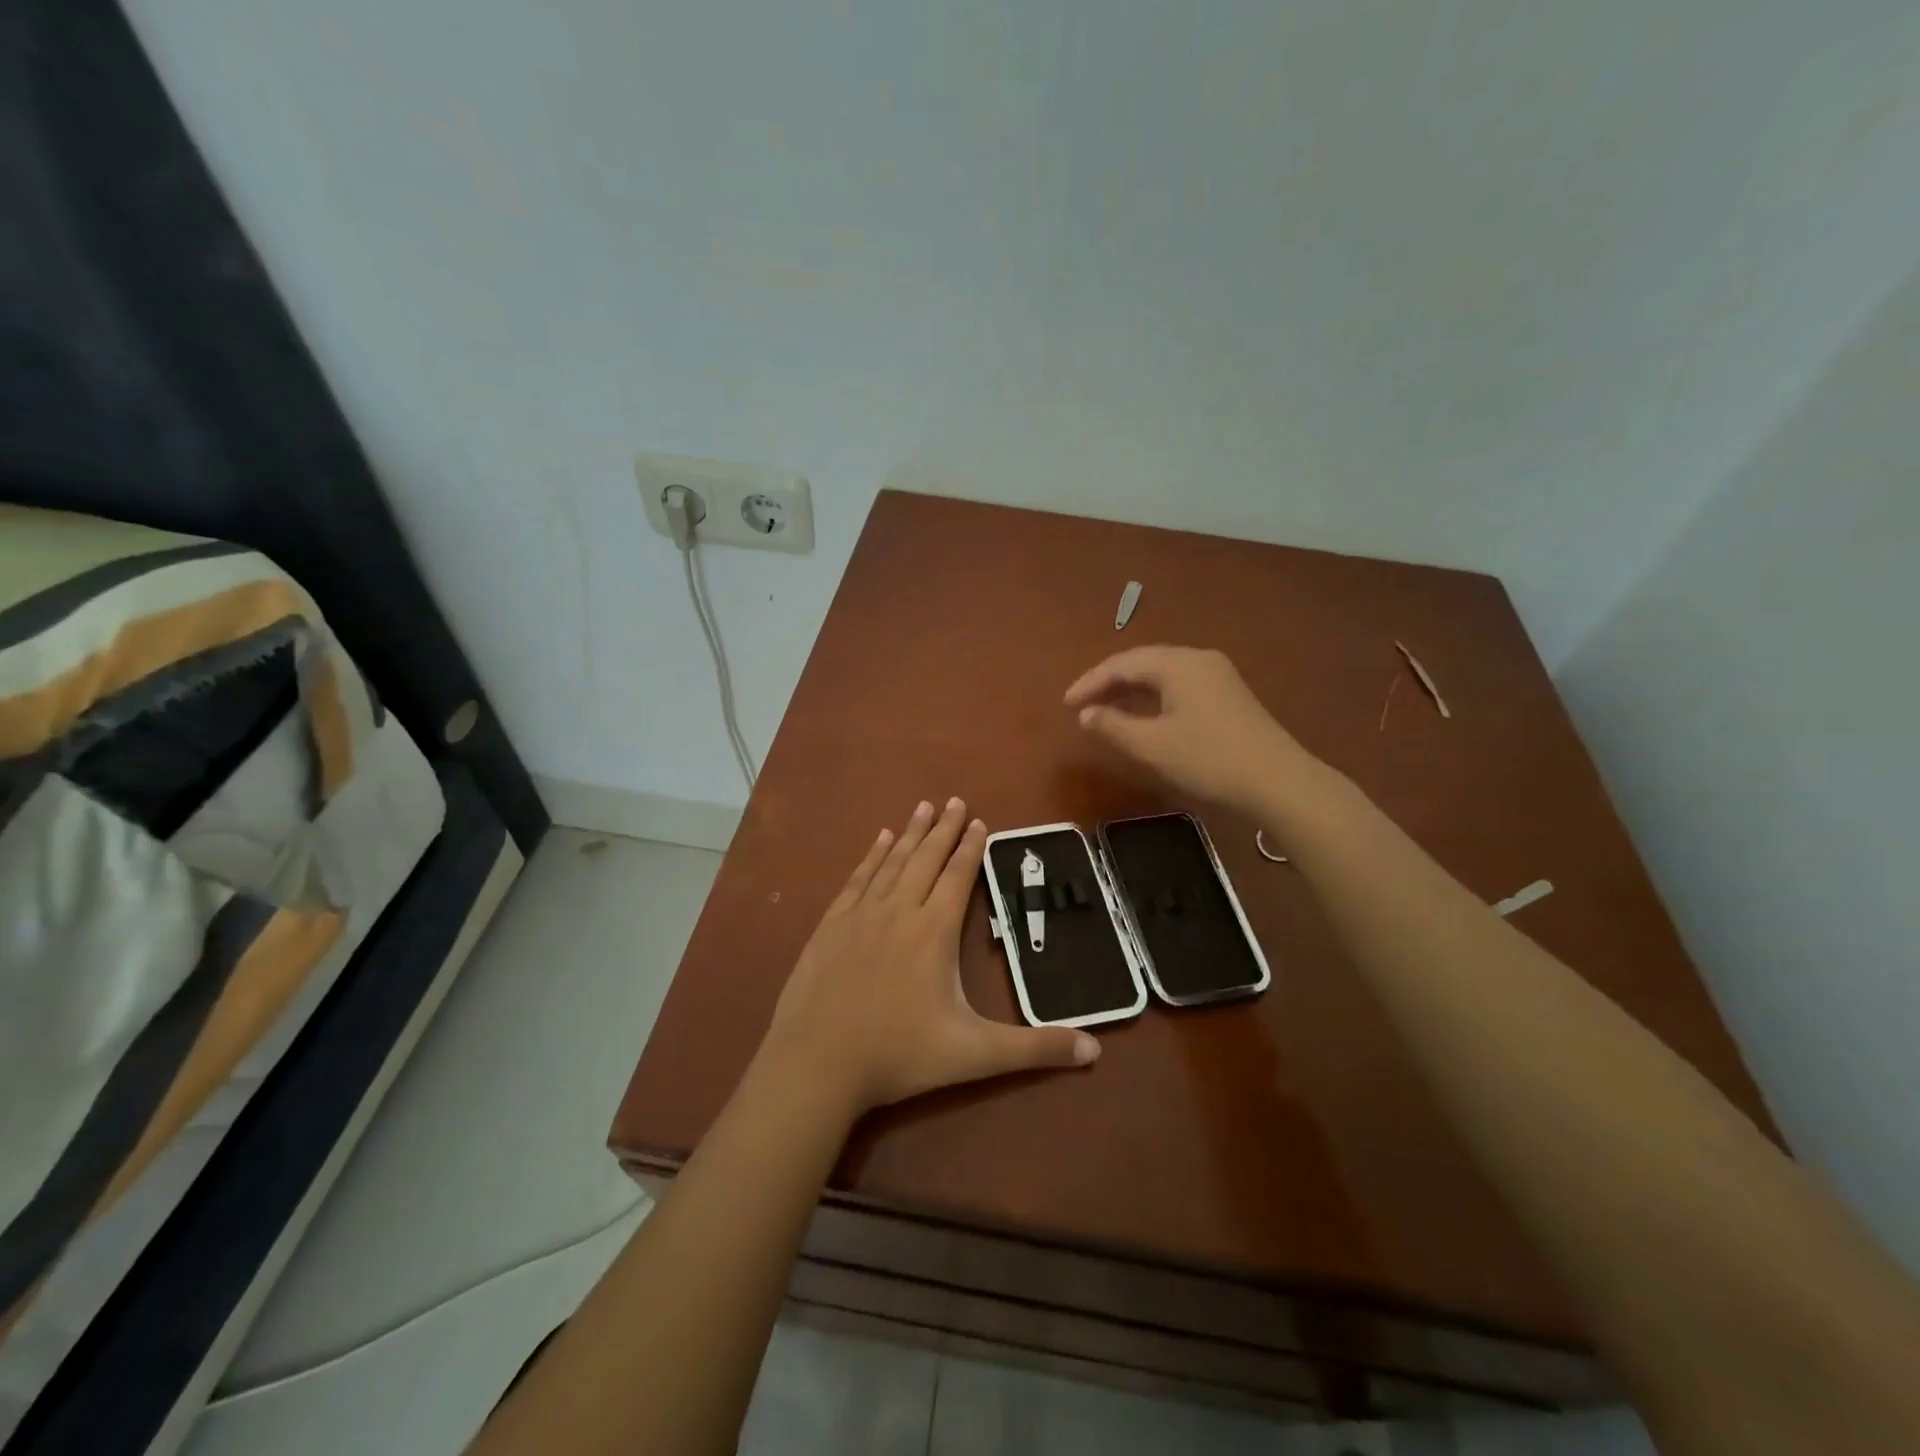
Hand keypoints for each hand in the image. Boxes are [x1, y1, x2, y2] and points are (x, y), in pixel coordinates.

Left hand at [762, 797, 1098, 1121]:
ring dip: (910, 833)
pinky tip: (879, 840)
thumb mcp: (974, 1056)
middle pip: (926, 859)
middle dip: (943, 829)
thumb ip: (1034, 1049)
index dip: (970, 848)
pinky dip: (872, 856)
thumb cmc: (899, 1055)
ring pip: (892, 862)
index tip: (978, 821)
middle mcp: (899, 911)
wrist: (816, 1063)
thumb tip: (1095, 1050)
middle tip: (954, 800)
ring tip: (922, 807)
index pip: (958, 877)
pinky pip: (857, 878)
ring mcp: (861, 915)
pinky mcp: (831, 925)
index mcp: (934, 931)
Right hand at [1063, 646, 1313, 812]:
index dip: (1090, 682)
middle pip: (1143, 662)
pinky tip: (1144, 715)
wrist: (1278, 782)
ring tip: (1105, 710)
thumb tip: (1086, 713)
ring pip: (1162, 673)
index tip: (1065, 704)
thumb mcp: (1152, 745)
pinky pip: (1179, 685)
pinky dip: (1153, 697)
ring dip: (1131, 689)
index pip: (1122, 664)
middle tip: (1082, 705)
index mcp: (1178, 664)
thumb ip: (1113, 725)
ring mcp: (1218, 675)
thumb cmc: (1208, 759)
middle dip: (1109, 682)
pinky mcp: (1228, 695)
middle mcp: (1198, 659)